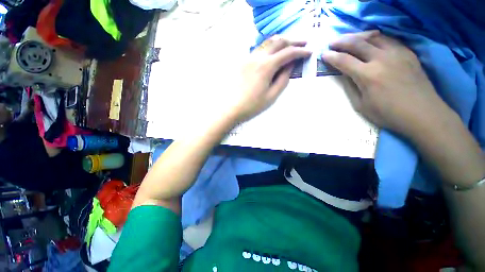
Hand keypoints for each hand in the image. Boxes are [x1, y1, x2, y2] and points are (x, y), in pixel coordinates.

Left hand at [229, 36, 310, 121]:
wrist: (232, 107)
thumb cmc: (253, 105)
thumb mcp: (272, 95)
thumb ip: (284, 78)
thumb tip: (291, 64)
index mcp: (266, 66)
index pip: (287, 53)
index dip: (300, 52)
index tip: (309, 52)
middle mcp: (257, 57)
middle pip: (278, 42)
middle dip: (293, 42)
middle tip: (303, 44)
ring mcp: (248, 57)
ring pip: (267, 43)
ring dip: (281, 42)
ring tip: (290, 45)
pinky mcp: (243, 61)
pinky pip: (259, 49)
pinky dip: (269, 47)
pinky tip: (274, 52)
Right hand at [322, 31, 453, 136]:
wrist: (422, 113)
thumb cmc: (388, 114)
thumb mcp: (361, 105)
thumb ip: (351, 87)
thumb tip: (345, 75)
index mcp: (368, 75)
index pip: (344, 61)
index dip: (332, 57)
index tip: (324, 54)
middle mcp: (381, 59)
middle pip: (357, 43)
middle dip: (341, 41)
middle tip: (332, 42)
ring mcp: (397, 53)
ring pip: (374, 37)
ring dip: (358, 36)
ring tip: (349, 38)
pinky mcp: (408, 53)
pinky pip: (388, 39)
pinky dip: (376, 37)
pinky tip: (370, 40)